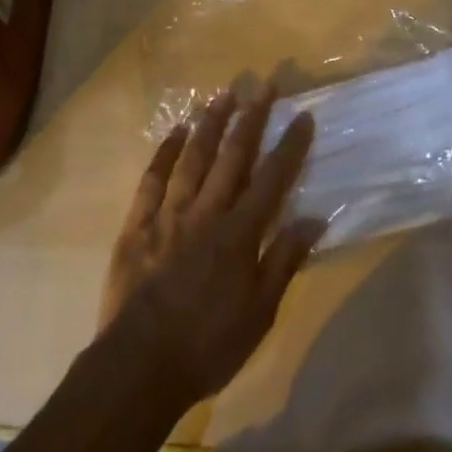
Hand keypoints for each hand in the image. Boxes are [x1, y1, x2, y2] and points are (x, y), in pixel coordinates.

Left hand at [99, 86, 322, 408]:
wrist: (139, 365)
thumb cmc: (208, 345)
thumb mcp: (260, 314)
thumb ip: (284, 261)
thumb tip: (314, 219)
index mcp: (239, 233)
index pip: (272, 179)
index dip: (289, 146)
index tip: (302, 116)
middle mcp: (207, 211)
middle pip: (233, 155)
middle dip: (252, 118)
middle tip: (264, 85)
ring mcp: (170, 212)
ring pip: (194, 156)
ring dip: (211, 122)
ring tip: (224, 94)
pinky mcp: (138, 222)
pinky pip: (153, 178)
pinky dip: (165, 151)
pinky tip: (176, 130)